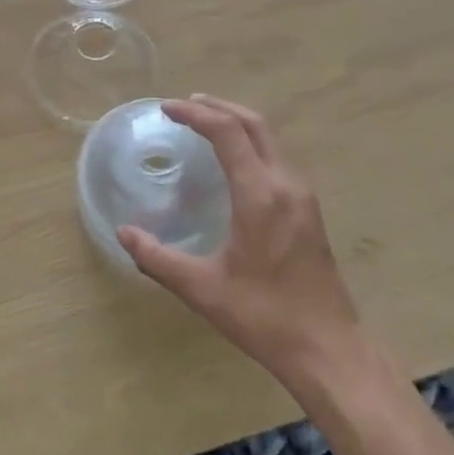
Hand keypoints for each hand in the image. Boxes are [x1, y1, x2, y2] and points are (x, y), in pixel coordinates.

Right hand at [119, 96, 361, 390]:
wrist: (329, 349)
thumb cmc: (264, 318)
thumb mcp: (203, 290)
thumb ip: (158, 258)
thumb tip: (124, 234)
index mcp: (260, 195)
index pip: (228, 132)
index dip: (195, 114)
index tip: (167, 109)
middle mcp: (286, 184)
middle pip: (254, 124)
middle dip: (218, 107)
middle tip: (184, 105)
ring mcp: (303, 195)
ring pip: (269, 138)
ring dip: (237, 122)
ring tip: (205, 123)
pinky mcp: (309, 209)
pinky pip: (277, 157)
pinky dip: (251, 143)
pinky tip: (234, 161)